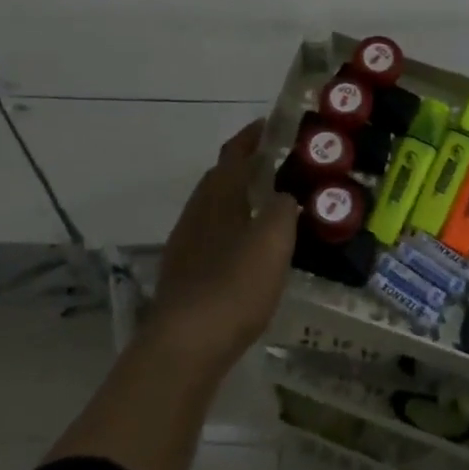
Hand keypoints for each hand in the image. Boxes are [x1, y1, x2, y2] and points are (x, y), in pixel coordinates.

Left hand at [146, 119, 298, 367]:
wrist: (185, 344)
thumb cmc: (235, 284)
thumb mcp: (274, 240)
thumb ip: (284, 209)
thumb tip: (285, 197)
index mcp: (219, 196)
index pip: (234, 153)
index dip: (251, 136)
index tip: (269, 125)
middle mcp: (197, 213)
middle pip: (218, 178)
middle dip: (243, 166)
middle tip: (274, 166)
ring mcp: (185, 245)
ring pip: (212, 209)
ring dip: (235, 199)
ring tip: (264, 207)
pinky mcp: (182, 275)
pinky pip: (209, 237)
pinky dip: (229, 230)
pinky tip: (244, 251)